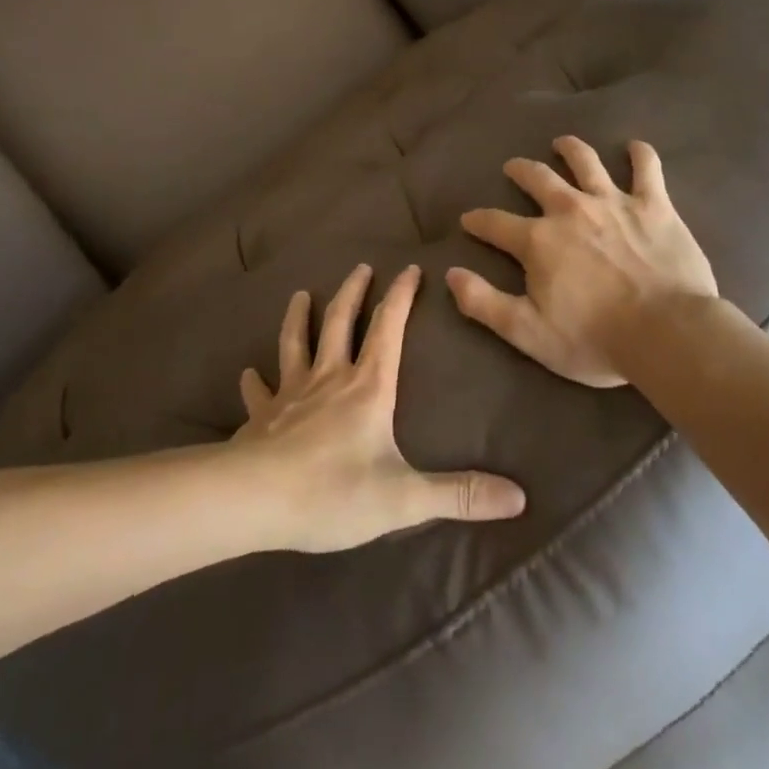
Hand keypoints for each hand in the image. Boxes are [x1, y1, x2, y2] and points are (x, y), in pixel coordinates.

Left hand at [232, 263, 526, 551]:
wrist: (255, 500)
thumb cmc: (333, 492)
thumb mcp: (404, 498)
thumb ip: (460, 495)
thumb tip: (519, 498)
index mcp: (367, 387)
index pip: (388, 328)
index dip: (401, 297)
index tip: (410, 268)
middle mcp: (329, 378)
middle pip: (340, 322)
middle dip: (353, 292)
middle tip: (360, 268)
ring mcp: (290, 394)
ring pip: (295, 343)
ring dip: (299, 317)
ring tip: (300, 294)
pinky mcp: (262, 417)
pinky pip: (258, 392)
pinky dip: (254, 380)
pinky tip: (249, 373)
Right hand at [446, 136, 718, 386]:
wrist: (667, 332)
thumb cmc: (594, 338)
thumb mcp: (527, 332)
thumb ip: (484, 303)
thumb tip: (451, 274)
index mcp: (538, 240)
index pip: (495, 223)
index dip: (478, 220)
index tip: (469, 219)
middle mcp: (570, 210)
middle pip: (538, 179)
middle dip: (521, 171)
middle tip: (513, 167)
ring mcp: (613, 202)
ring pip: (586, 162)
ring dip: (571, 149)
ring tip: (563, 143)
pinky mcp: (653, 205)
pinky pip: (647, 169)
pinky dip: (640, 155)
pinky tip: (635, 148)